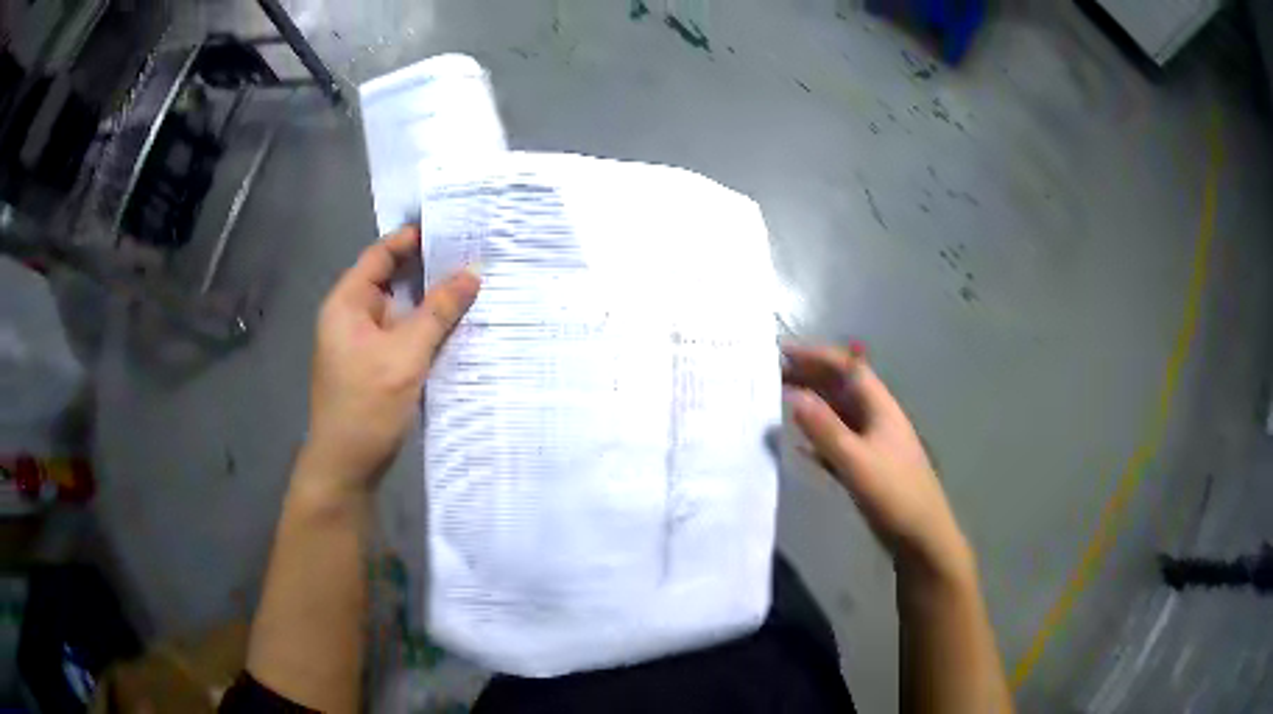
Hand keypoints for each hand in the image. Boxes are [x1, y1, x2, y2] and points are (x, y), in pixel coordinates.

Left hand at [305, 226, 480, 491]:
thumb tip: (475, 271)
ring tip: (475, 283)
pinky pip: (404, 335)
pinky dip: (428, 327)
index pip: (380, 255)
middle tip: (474, 253)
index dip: (413, 238)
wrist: (347, 467)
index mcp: (347, 303)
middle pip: (392, 280)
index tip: (454, 227)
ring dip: (432, 300)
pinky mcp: (377, 365)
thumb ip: (440, 311)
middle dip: (430, 268)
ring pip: (402, 310)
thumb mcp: (406, 354)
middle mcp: (353, 316)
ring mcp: (364, 343)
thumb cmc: (367, 405)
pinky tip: (459, 325)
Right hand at [782, 343, 972, 581]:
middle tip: (772, 375)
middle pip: (842, 387)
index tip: (781, 353)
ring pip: (839, 412)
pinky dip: (818, 436)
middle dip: (810, 376)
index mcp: (879, 407)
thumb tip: (794, 395)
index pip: (847, 368)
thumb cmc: (894, 494)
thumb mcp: (856, 461)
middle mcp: (877, 417)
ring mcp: (874, 442)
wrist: (921, 536)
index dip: (815, 356)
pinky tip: (798, 445)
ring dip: (812, 403)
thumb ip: (825, 430)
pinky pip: (838, 440)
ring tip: (780, 400)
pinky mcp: (868, 465)